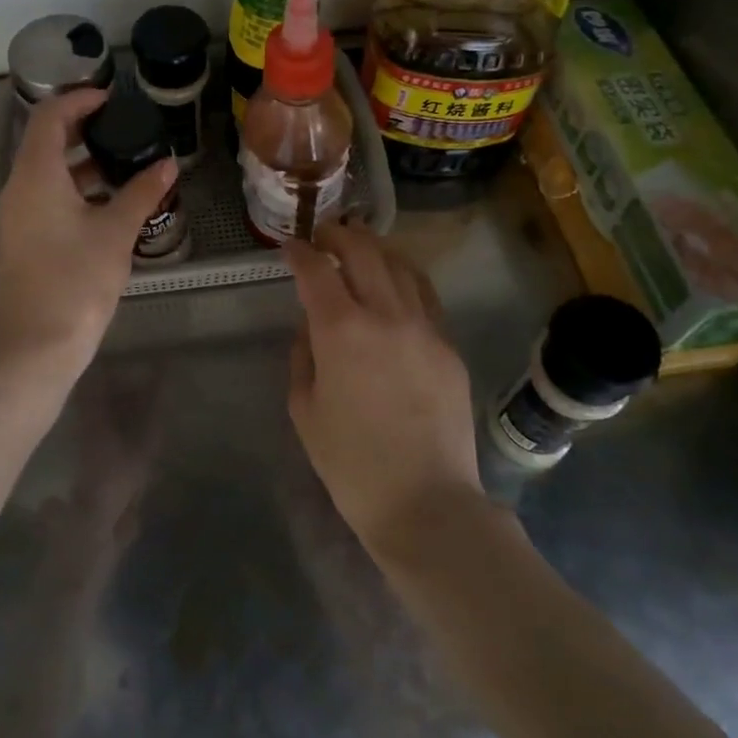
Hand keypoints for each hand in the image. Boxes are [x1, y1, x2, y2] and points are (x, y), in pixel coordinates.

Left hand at [0, 88, 176, 382]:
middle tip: (123, 128)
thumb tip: (168, 164)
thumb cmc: (76, 280)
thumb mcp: (116, 232)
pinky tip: (107, 203)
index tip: (113, 99)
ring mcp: (16, 216)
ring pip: (45, 173)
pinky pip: (45, 198)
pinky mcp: (21, 240)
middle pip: (45, 142)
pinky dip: (73, 189)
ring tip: (123, 163)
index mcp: (36, 175)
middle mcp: (18, 188)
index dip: (79, 100)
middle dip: (82, 129)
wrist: (36, 346)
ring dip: (80, 162)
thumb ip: (142, 192)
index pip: (49, 117)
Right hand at [285, 222, 483, 559]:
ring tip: (360, 246)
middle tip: (324, 234)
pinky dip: (404, 276)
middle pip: (363, 251)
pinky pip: (424, 294)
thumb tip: (312, 328)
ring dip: (375, 248)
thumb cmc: (352, 464)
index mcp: (341, 330)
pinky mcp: (448, 344)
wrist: (427, 502)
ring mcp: (424, 326)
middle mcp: (385, 314)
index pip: (316, 271)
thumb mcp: (306, 410)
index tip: (290, 247)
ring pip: (400, 265)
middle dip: (339, 235)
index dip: (300, 253)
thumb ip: (304, 357)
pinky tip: (395, 281)